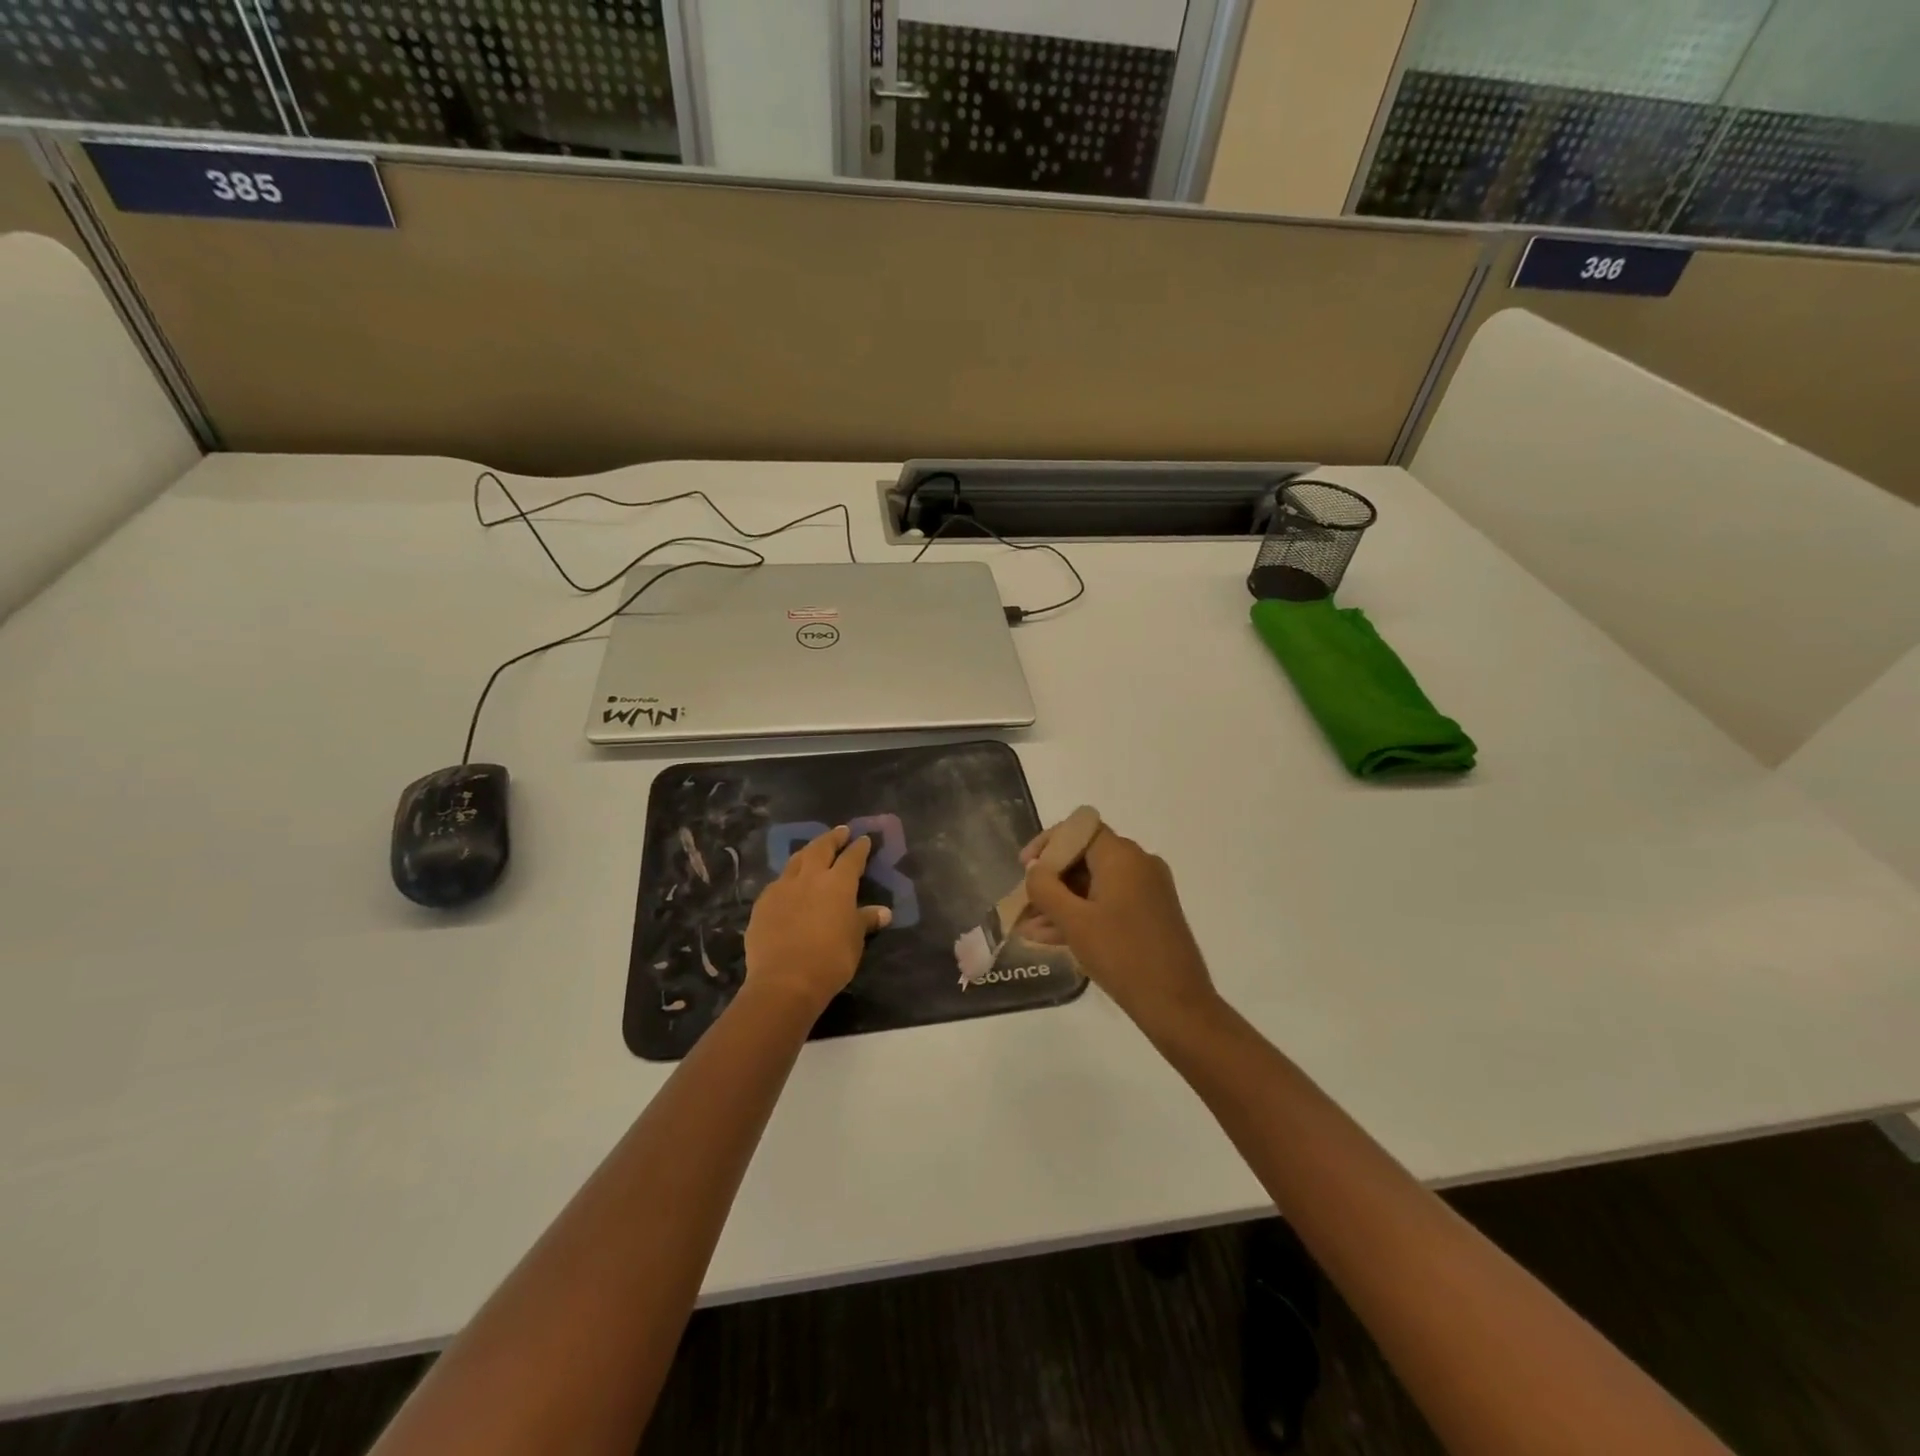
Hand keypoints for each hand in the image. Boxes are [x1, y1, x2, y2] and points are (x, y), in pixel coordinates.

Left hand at [744, 825, 890, 1014]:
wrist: (785, 980)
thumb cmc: (831, 959)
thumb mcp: (855, 940)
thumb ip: (866, 920)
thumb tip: (884, 912)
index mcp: (838, 883)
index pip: (852, 858)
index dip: (859, 848)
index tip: (864, 839)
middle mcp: (810, 877)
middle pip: (821, 848)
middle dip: (832, 838)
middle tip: (840, 831)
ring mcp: (783, 888)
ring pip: (796, 860)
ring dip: (808, 851)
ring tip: (814, 849)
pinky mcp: (763, 903)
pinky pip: (778, 882)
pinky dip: (788, 877)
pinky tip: (789, 883)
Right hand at [1021, 823, 1219, 1037]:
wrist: (1177, 1004)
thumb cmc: (1122, 956)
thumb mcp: (1074, 921)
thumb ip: (1045, 888)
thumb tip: (1034, 868)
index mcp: (1122, 857)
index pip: (1079, 829)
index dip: (1047, 843)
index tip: (1024, 867)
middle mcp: (1139, 864)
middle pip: (1085, 857)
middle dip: (1051, 880)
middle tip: (1024, 903)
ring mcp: (1148, 890)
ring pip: (1094, 884)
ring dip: (1062, 902)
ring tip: (1029, 928)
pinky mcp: (1151, 914)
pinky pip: (1109, 902)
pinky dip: (1083, 914)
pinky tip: (1051, 938)